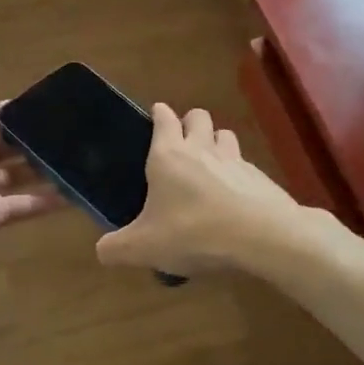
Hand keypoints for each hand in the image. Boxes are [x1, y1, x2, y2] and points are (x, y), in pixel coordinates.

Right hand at [96, 104, 309, 276]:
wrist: (262, 236)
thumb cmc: (194, 232)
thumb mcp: (145, 248)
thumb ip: (117, 248)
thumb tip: (102, 250)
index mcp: (168, 156)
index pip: (163, 118)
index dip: (159, 113)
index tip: (155, 115)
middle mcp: (201, 148)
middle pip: (197, 116)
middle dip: (189, 122)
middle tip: (181, 145)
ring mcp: (234, 159)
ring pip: (224, 134)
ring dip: (216, 142)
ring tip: (209, 165)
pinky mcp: (259, 177)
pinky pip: (244, 164)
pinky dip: (237, 173)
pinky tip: (234, 196)